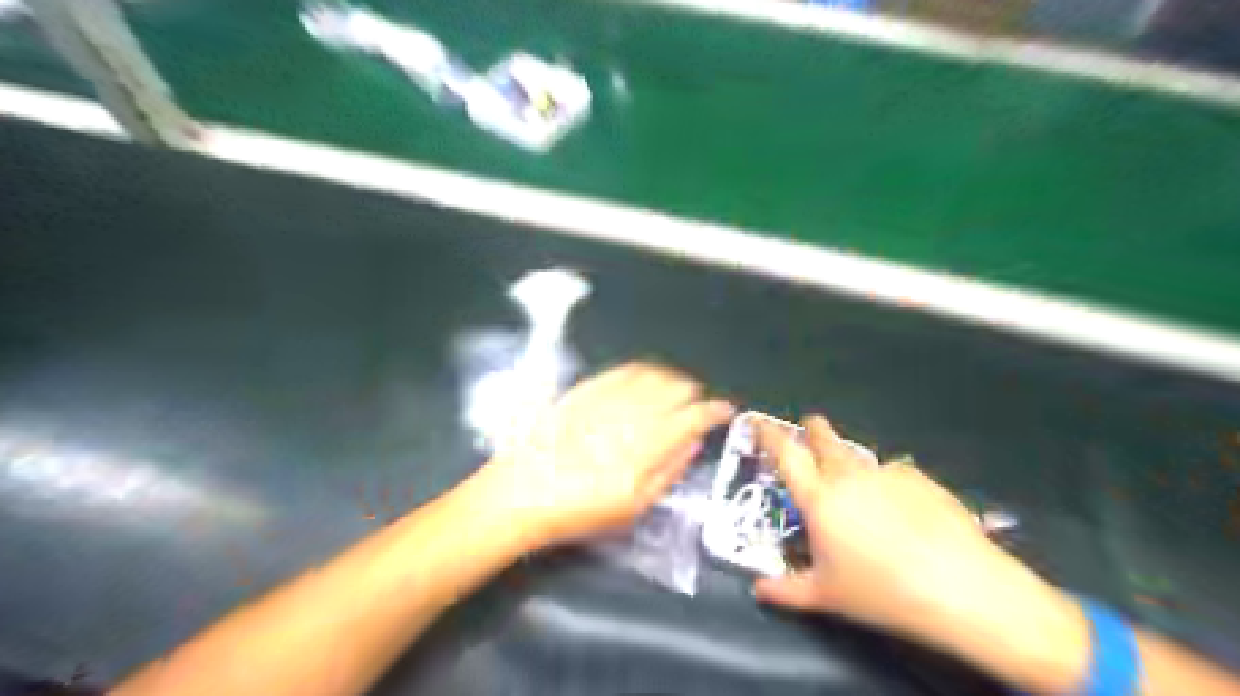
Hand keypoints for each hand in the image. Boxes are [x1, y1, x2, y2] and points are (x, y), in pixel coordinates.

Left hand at [475, 360, 728, 546]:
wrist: (522, 493)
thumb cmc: (580, 510)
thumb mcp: (633, 506)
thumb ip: (668, 471)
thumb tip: (692, 442)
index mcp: (648, 445)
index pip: (693, 415)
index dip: (715, 410)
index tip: (724, 411)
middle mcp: (632, 413)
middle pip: (676, 388)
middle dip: (693, 394)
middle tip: (696, 405)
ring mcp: (607, 397)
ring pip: (652, 374)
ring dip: (671, 379)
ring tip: (675, 390)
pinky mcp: (585, 389)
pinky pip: (622, 370)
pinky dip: (642, 371)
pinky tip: (646, 378)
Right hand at [756, 415, 1086, 694]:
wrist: (960, 587)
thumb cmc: (881, 592)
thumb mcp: (825, 596)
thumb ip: (785, 590)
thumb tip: (758, 589)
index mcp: (819, 499)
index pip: (786, 454)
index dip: (769, 434)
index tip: (759, 422)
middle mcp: (848, 477)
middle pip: (824, 438)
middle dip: (813, 429)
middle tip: (810, 429)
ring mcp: (886, 473)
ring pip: (859, 456)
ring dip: (850, 464)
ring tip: (861, 492)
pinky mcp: (919, 478)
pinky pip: (893, 473)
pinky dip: (887, 484)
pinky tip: (902, 511)